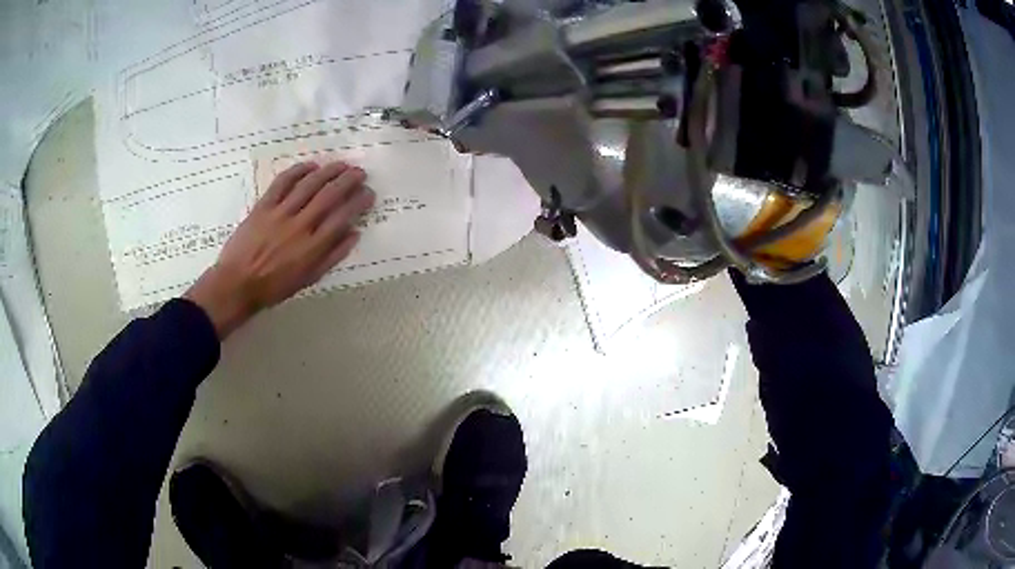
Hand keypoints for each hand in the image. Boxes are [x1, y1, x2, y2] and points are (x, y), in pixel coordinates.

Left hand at [185, 161, 374, 337]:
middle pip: (329, 195)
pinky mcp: (264, 206)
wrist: (237, 284)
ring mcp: (280, 213)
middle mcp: (300, 225)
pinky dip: (298, 171)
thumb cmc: (274, 287)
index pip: (343, 217)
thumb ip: (332, 256)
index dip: (359, 202)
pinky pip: (283, 182)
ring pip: (309, 184)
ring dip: (328, 171)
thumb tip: (354, 234)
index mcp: (313, 247)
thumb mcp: (308, 279)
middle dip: (348, 181)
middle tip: (360, 172)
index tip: (368, 193)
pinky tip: (310, 166)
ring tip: (341, 165)